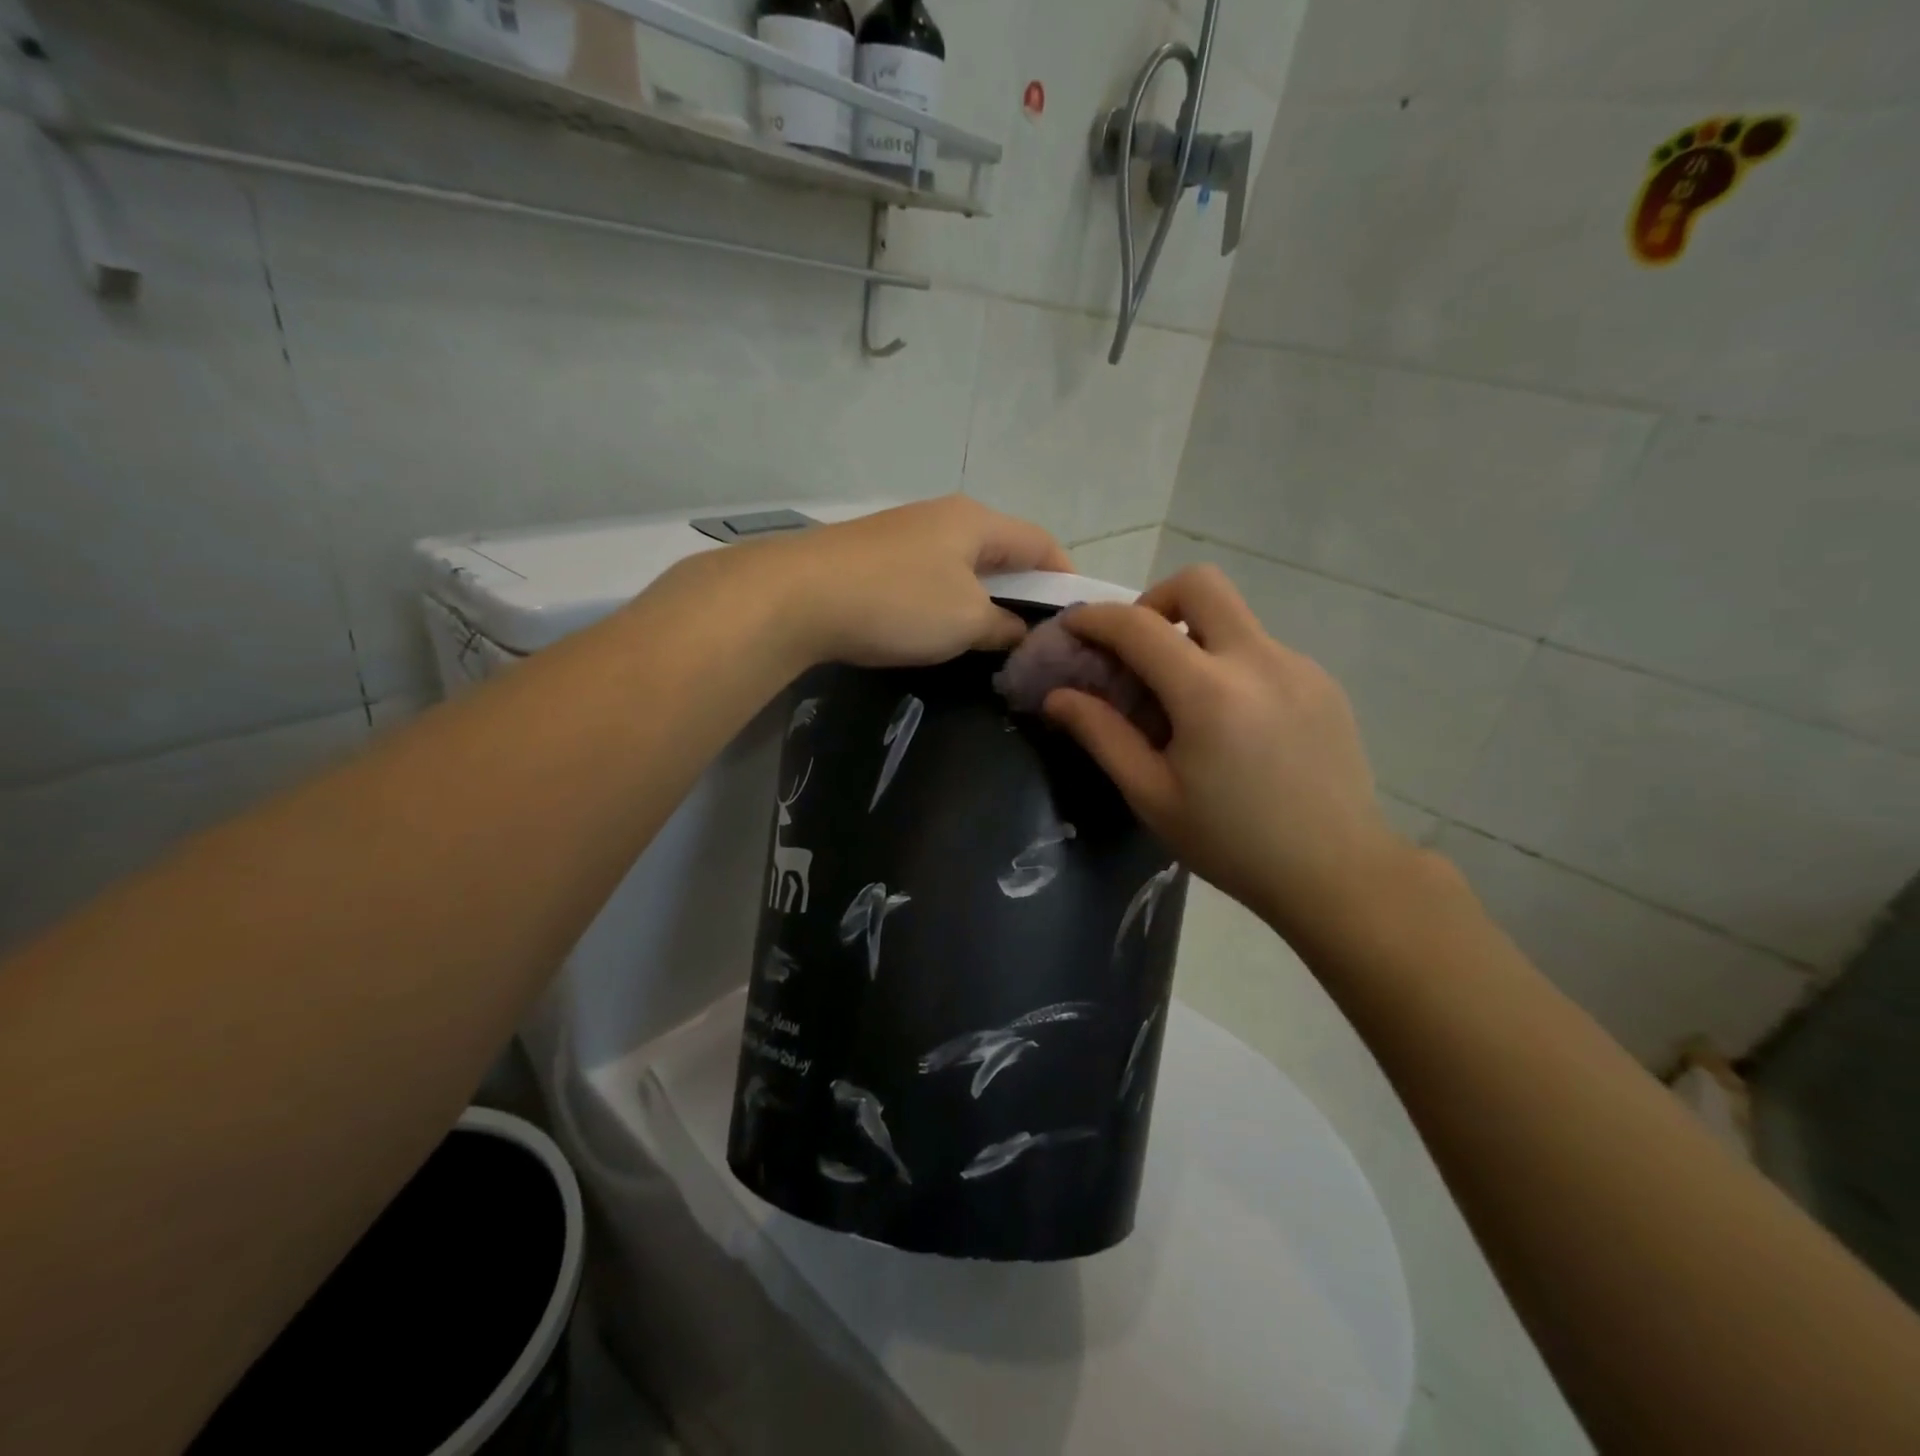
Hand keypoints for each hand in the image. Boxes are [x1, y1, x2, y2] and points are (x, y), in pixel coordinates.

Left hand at [752, 496, 1073, 667]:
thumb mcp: (965, 622)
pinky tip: (938, 628)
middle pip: (1002, 550)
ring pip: (963, 564)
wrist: (797, 597)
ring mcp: (904, 533)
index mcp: (977, 521)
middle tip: (1034, 634)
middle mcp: (943, 516)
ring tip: (989, 637)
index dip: (1066, 577)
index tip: (1075, 617)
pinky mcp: (873, 555)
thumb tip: (1022, 633)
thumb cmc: (899, 603)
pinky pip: (929, 575)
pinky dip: (946, 600)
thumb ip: (1003, 627)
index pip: (1042, 543)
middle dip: (1023, 590)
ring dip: (982, 597)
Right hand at [1044, 565, 1417, 942]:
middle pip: (1200, 583)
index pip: (1138, 625)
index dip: (1095, 618)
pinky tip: (1232, 724)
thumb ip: (1102, 735)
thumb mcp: (1152, 796)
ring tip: (1184, 702)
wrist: (1337, 872)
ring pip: (1233, 618)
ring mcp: (1298, 666)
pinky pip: (1261, 650)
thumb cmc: (1232, 843)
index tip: (1072, 627)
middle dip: (1154, 601)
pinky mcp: (1322, 682)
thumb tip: (1057, 696)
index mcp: (1209, 692)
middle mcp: (1258, 660)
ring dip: (1194, 639)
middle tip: (1139, 650)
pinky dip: (1229, 665)